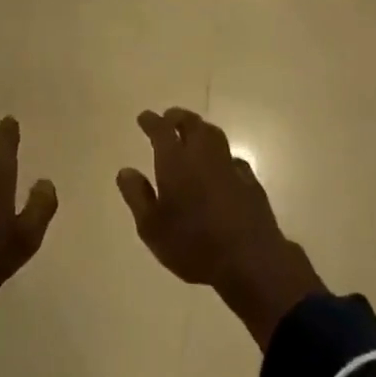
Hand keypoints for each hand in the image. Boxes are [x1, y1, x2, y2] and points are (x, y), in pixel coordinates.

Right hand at [117, 109, 324, 346]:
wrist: (249, 259)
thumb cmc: (193, 244)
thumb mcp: (152, 228)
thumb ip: (137, 196)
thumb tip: (125, 171)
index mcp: (175, 161)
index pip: (161, 129)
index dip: (151, 121)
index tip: (144, 117)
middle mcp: (202, 154)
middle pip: (191, 123)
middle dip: (178, 117)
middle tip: (169, 118)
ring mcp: (229, 165)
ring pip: (213, 134)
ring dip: (200, 129)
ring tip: (193, 134)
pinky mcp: (249, 180)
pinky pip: (232, 157)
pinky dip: (221, 155)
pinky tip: (221, 165)